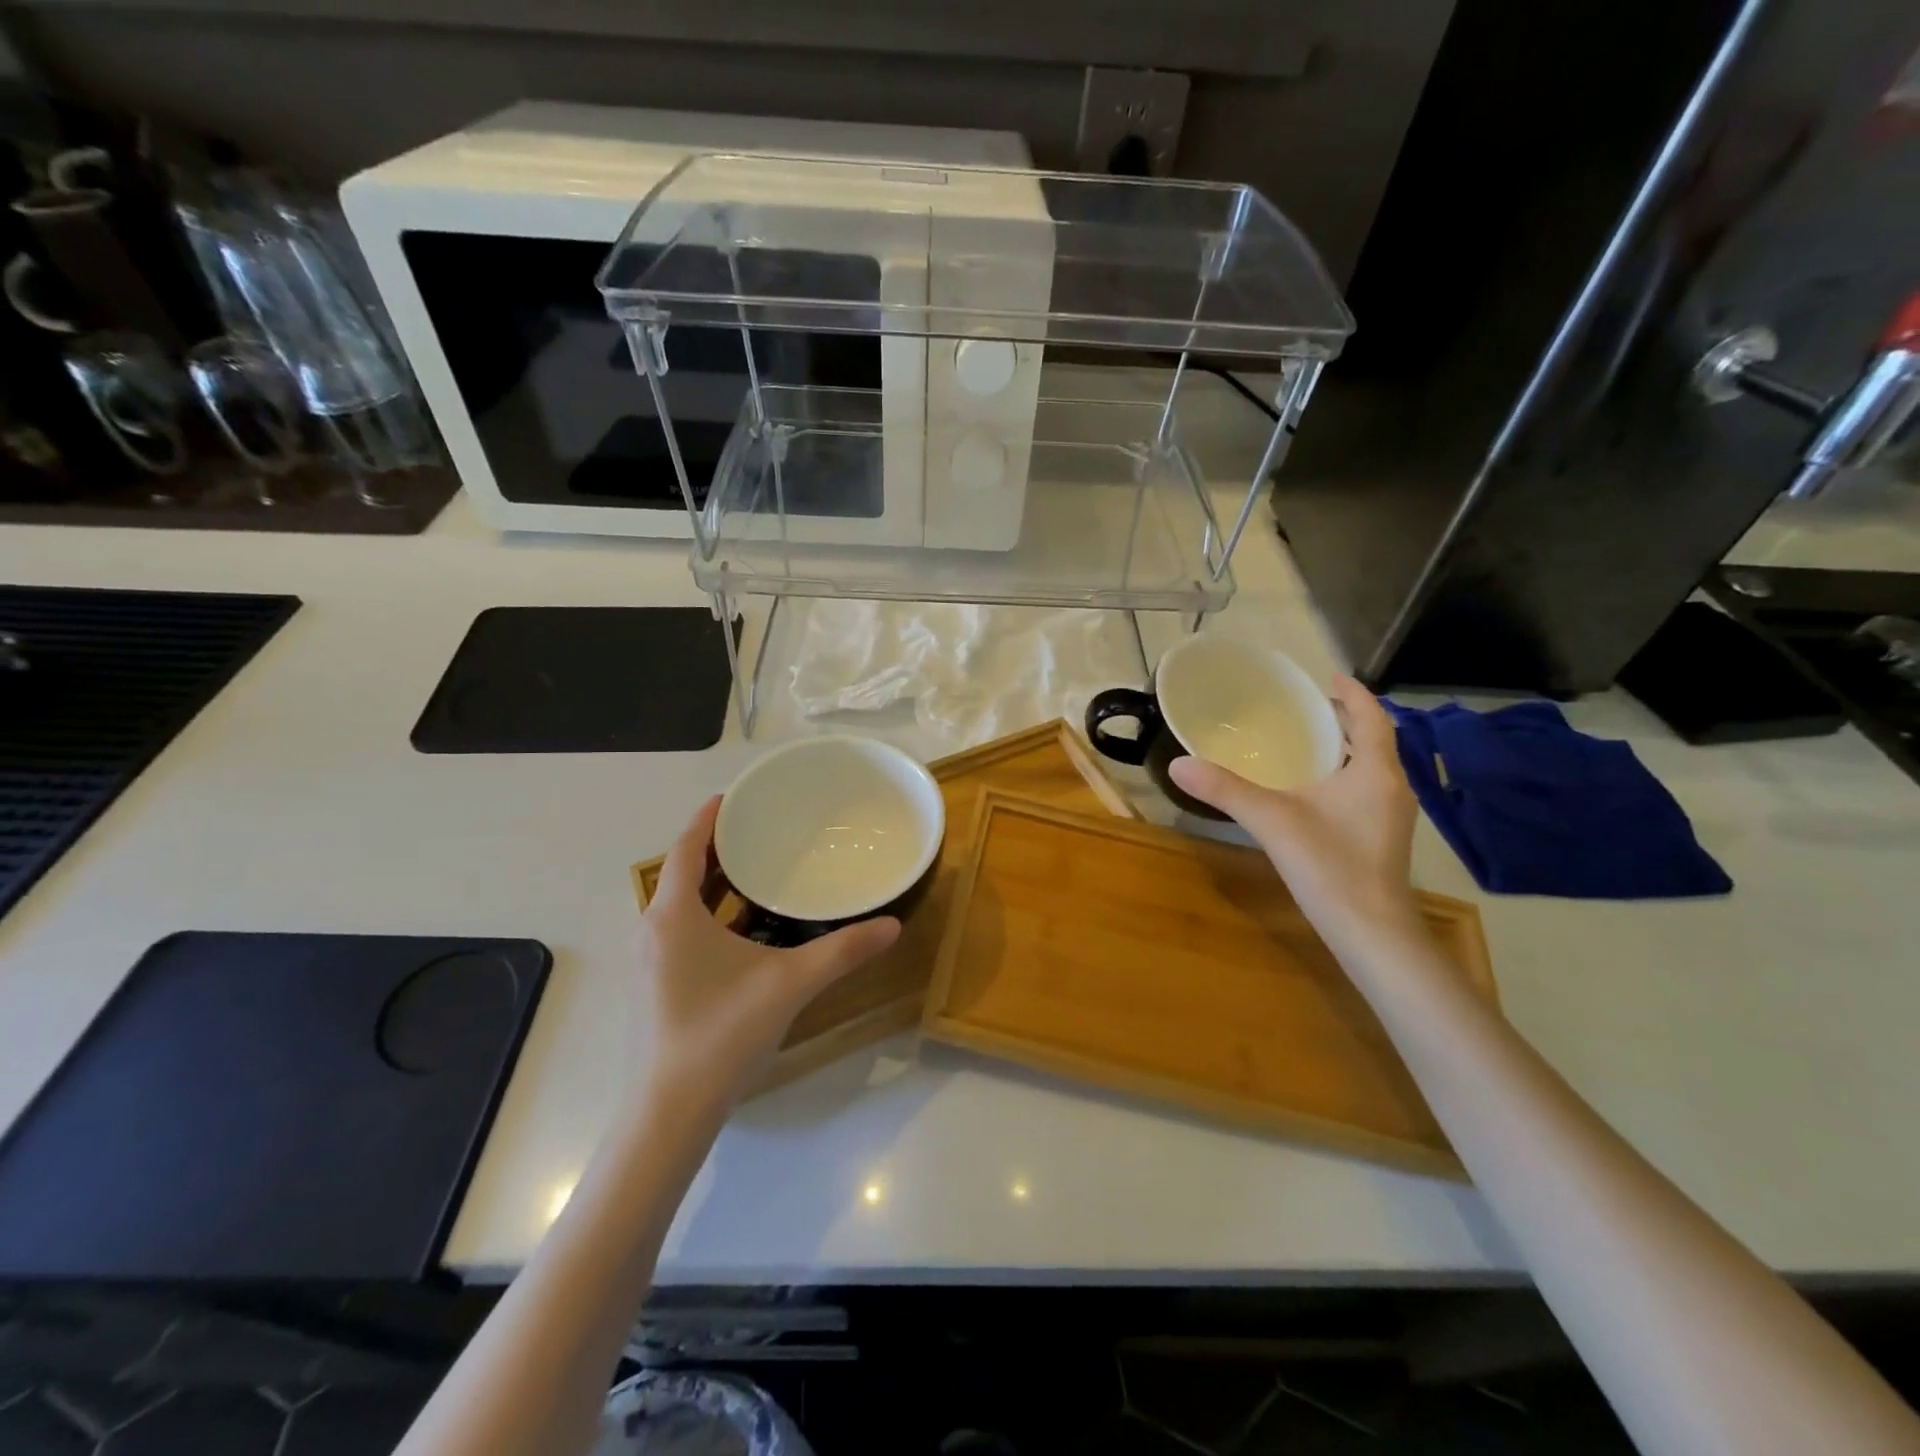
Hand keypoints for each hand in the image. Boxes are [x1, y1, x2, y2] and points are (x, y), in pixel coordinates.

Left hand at [635, 797, 901, 1107]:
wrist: (669, 1114)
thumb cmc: (722, 1034)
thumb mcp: (790, 984)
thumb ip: (843, 952)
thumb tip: (892, 926)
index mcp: (673, 916)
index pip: (685, 848)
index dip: (707, 818)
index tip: (732, 796)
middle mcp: (652, 930)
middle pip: (681, 873)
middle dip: (716, 850)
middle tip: (760, 830)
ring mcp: (649, 961)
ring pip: (680, 905)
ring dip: (713, 885)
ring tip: (757, 871)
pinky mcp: (655, 987)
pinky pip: (681, 931)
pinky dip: (709, 916)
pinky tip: (745, 930)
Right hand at [1168, 675, 1423, 950]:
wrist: (1371, 932)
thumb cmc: (1330, 867)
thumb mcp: (1272, 821)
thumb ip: (1225, 790)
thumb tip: (1178, 764)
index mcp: (1375, 772)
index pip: (1371, 718)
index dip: (1352, 694)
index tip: (1329, 677)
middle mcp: (1391, 787)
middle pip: (1374, 740)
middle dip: (1345, 719)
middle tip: (1309, 706)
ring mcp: (1391, 815)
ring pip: (1371, 767)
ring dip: (1347, 748)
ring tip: (1310, 740)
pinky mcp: (1382, 837)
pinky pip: (1366, 789)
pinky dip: (1345, 774)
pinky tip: (1316, 789)